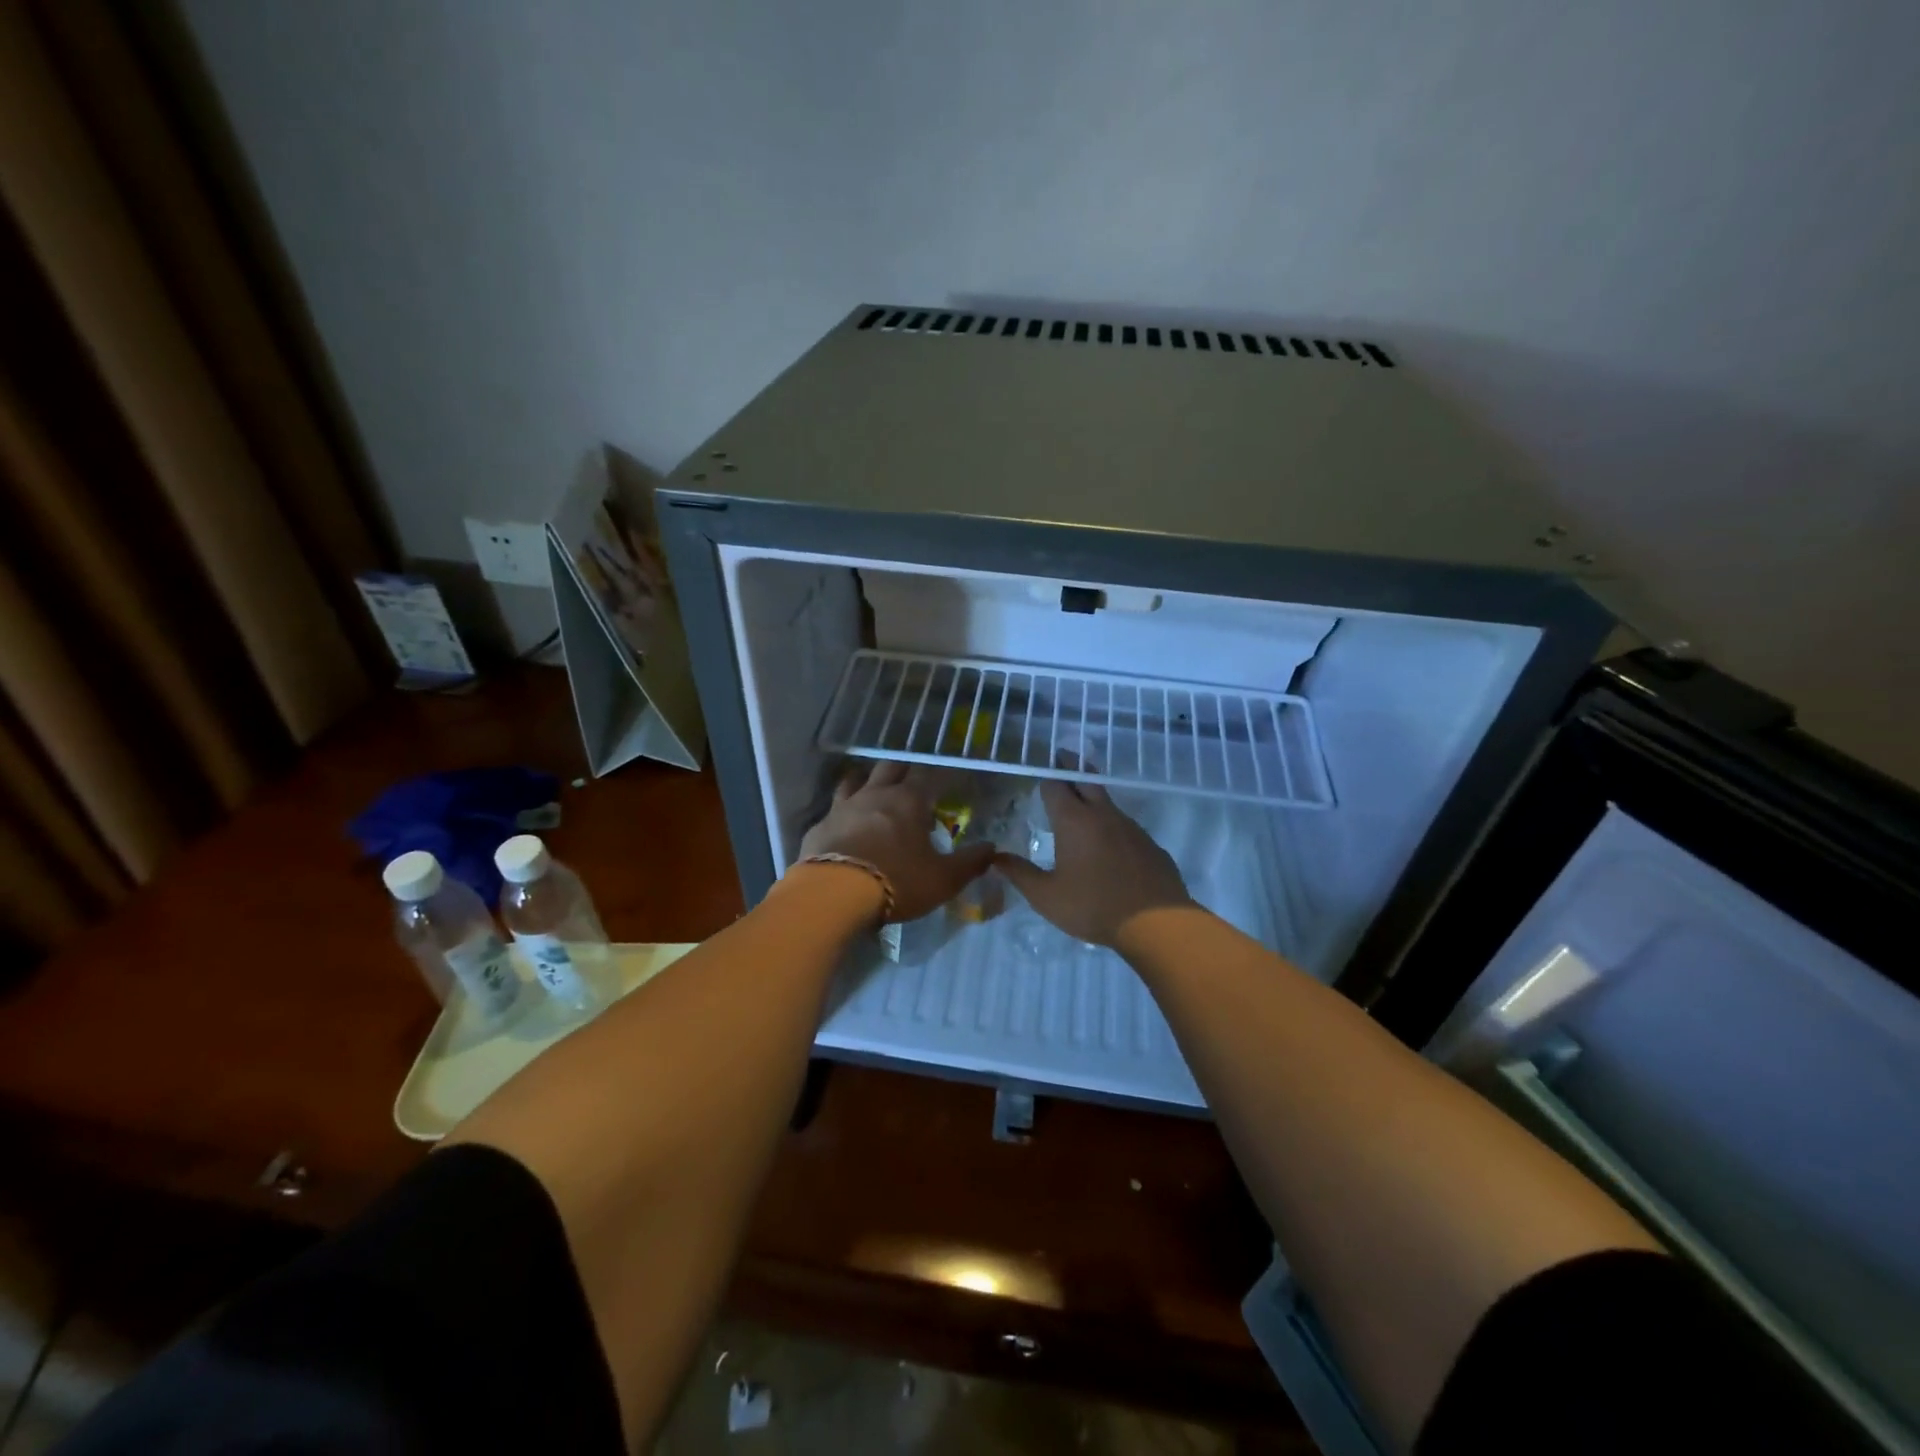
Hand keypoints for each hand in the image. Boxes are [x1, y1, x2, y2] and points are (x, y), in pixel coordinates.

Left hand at [798, 761, 993, 922]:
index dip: (939, 774)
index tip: (947, 779)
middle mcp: (875, 794)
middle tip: (912, 781)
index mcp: (909, 800)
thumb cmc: (897, 882)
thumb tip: (992, 848)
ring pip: (855, 779)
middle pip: (890, 767)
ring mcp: (844, 807)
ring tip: (874, 788)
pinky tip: (844, 822)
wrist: (834, 895)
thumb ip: (970, 862)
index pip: (927, 774)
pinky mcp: (820, 825)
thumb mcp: (943, 879)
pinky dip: (843, 810)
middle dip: (903, 770)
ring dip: (867, 780)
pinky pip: (833, 808)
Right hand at [994, 780, 1192, 946]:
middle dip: (1072, 766)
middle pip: (1086, 779)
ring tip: (1082, 805)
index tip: (1040, 771)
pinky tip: (1110, 845)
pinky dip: (1113, 827)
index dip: (1046, 778)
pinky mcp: (1150, 844)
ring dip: (1093, 798)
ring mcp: (1131, 827)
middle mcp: (1103, 815)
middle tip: (1062, 757)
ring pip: (1108, 803)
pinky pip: (1126, 827)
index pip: (1055, 786)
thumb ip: (1020, 874)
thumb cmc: (1093, 906)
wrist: (1156, 923)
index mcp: (1074, 821)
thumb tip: (996, 857)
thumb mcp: (1046, 896)